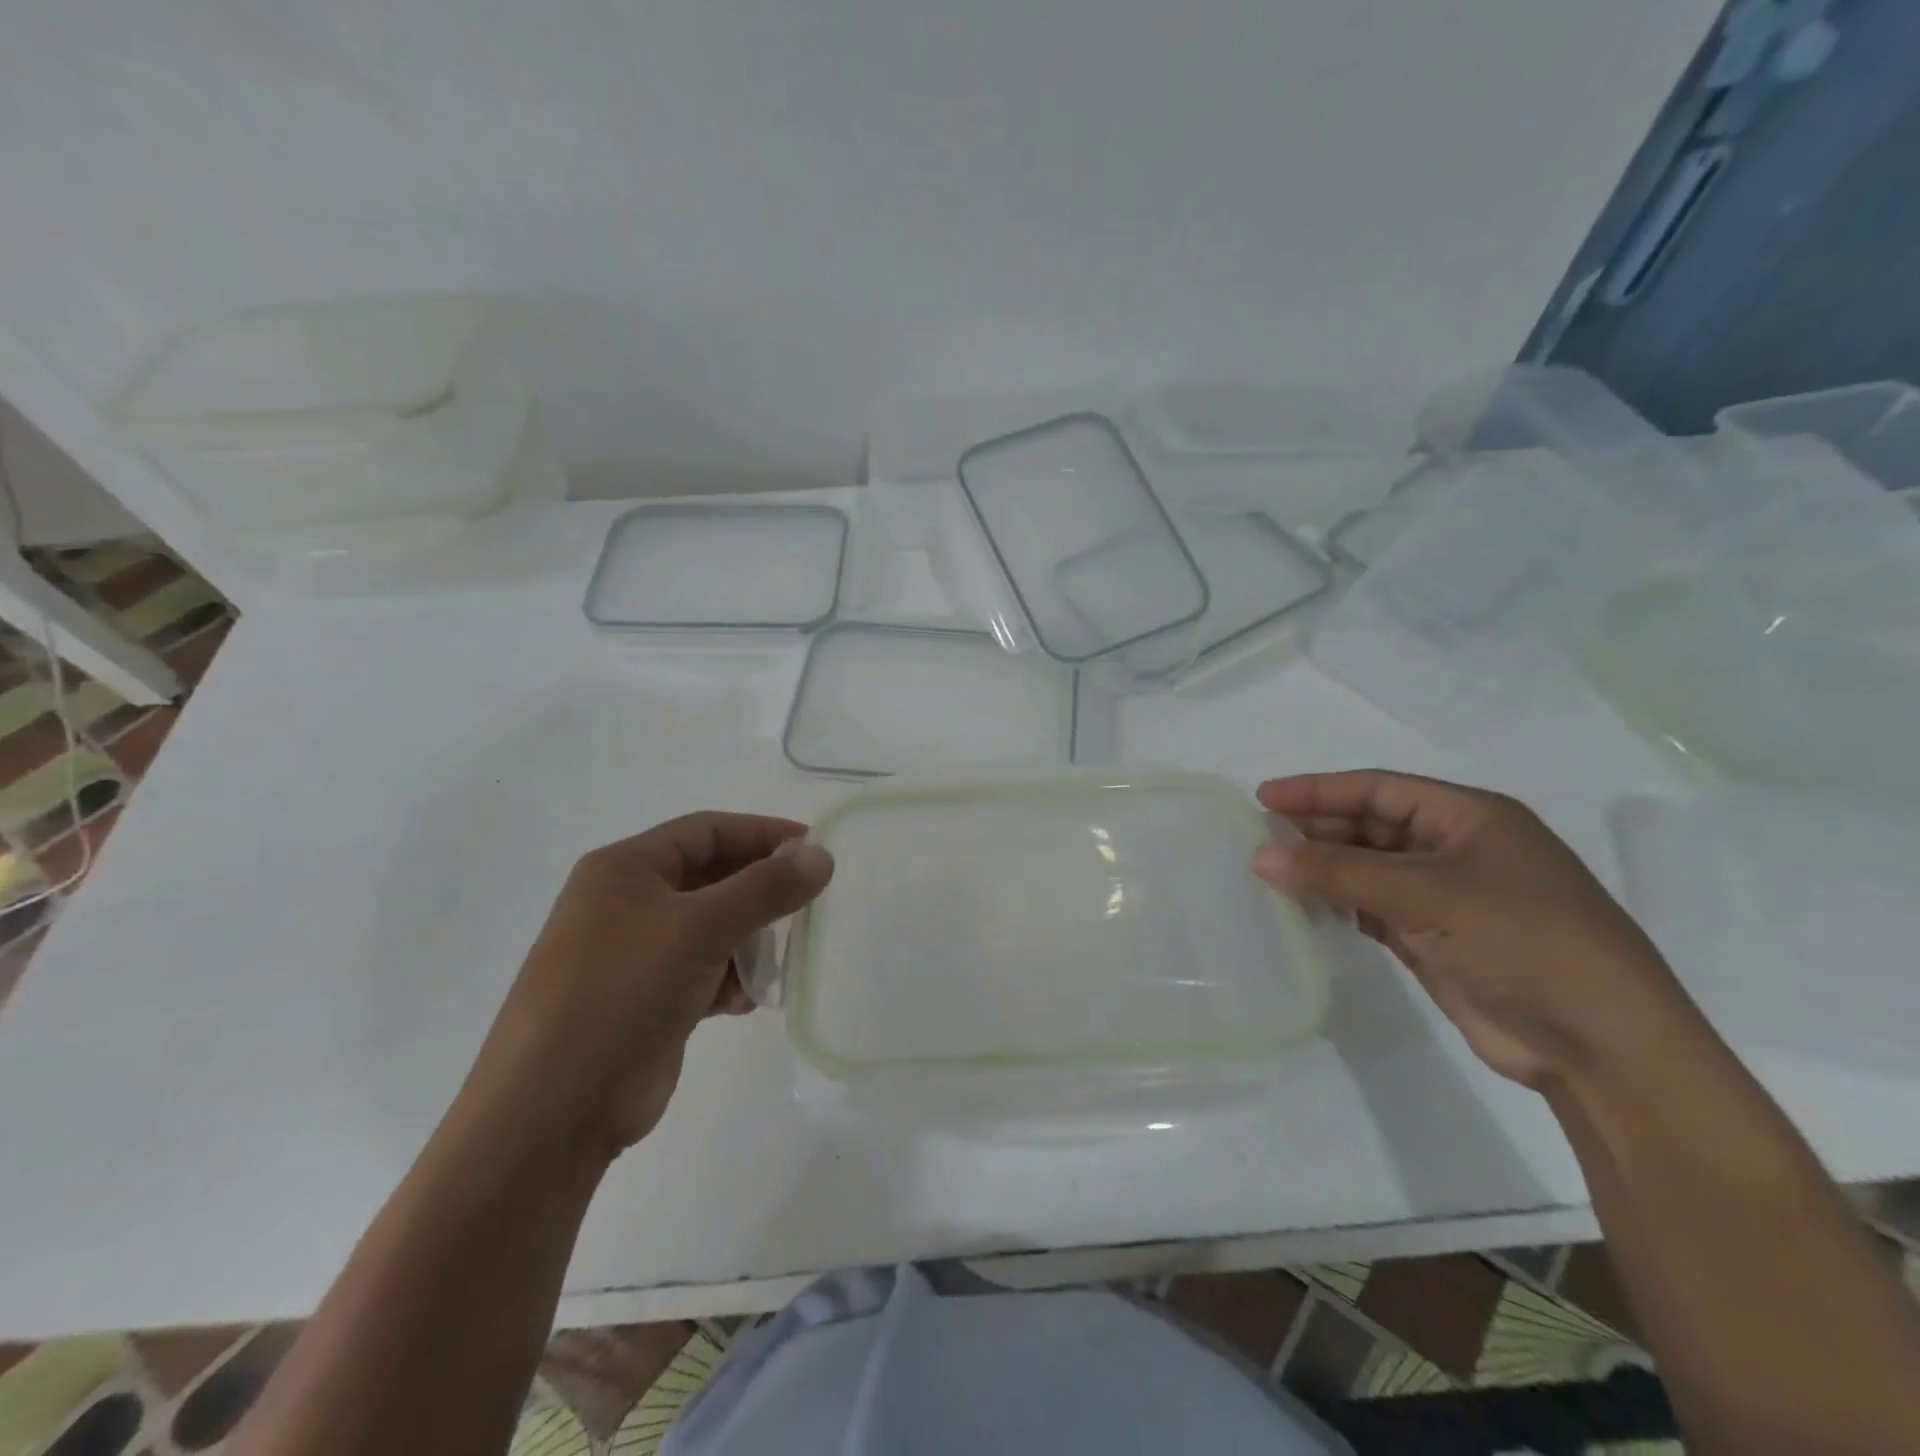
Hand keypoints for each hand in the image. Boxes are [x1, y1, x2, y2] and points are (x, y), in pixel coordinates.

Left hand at [455, 813, 833, 1159]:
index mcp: (624, 869)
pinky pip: (702, 971)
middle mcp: (626, 903)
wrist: (551, 1115)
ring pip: (711, 928)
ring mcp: (633, 955)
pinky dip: (731, 979)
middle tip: (809, 903)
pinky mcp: (646, 1000)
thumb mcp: (700, 929)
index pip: (708, 831)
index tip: (815, 848)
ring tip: (781, 960)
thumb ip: (765, 888)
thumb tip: (821, 856)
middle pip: (711, 878)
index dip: (763, 834)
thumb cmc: (622, 994)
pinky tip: (749, 1000)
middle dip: (760, 891)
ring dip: (750, 940)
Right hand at [1254, 770, 1693, 1089]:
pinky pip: (1373, 909)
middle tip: (1259, 837)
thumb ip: (1337, 872)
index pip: (1379, 788)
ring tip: (1269, 871)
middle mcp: (1457, 849)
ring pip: (1369, 869)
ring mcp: (1447, 897)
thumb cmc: (1522, 940)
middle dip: (1317, 830)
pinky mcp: (1436, 940)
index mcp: (1470, 818)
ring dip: (1323, 869)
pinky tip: (1303, 908)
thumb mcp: (1426, 894)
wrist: (1600, 1045)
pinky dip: (1339, 906)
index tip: (1264, 798)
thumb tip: (1260, 856)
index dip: (1319, 790)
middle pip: (1371, 826)